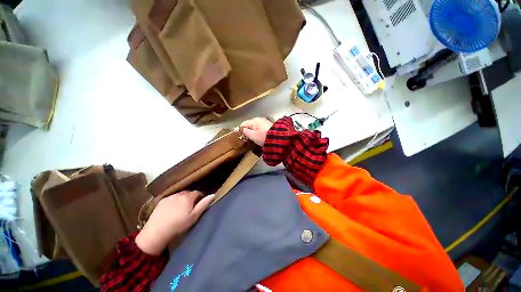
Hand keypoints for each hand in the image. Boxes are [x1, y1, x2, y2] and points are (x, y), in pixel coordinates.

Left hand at [136, 191, 214, 254]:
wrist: (156, 232)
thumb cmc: (178, 225)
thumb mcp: (194, 216)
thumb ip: (204, 204)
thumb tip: (213, 195)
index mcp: (188, 197)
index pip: (197, 192)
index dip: (200, 198)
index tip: (198, 205)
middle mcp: (179, 194)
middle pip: (188, 193)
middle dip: (191, 198)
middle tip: (190, 208)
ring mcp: (169, 197)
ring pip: (180, 195)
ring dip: (182, 199)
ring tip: (180, 209)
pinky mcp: (161, 201)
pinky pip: (171, 198)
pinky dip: (174, 201)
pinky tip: (171, 210)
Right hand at [240, 117, 273, 146]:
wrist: (278, 138)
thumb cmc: (264, 137)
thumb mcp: (253, 136)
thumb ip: (245, 132)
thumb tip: (239, 129)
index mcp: (254, 121)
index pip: (243, 123)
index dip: (239, 129)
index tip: (237, 136)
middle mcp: (259, 119)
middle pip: (249, 124)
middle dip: (246, 131)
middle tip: (244, 138)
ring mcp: (264, 122)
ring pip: (254, 126)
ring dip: (251, 132)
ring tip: (250, 138)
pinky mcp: (268, 126)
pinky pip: (259, 128)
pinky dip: (257, 132)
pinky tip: (257, 137)